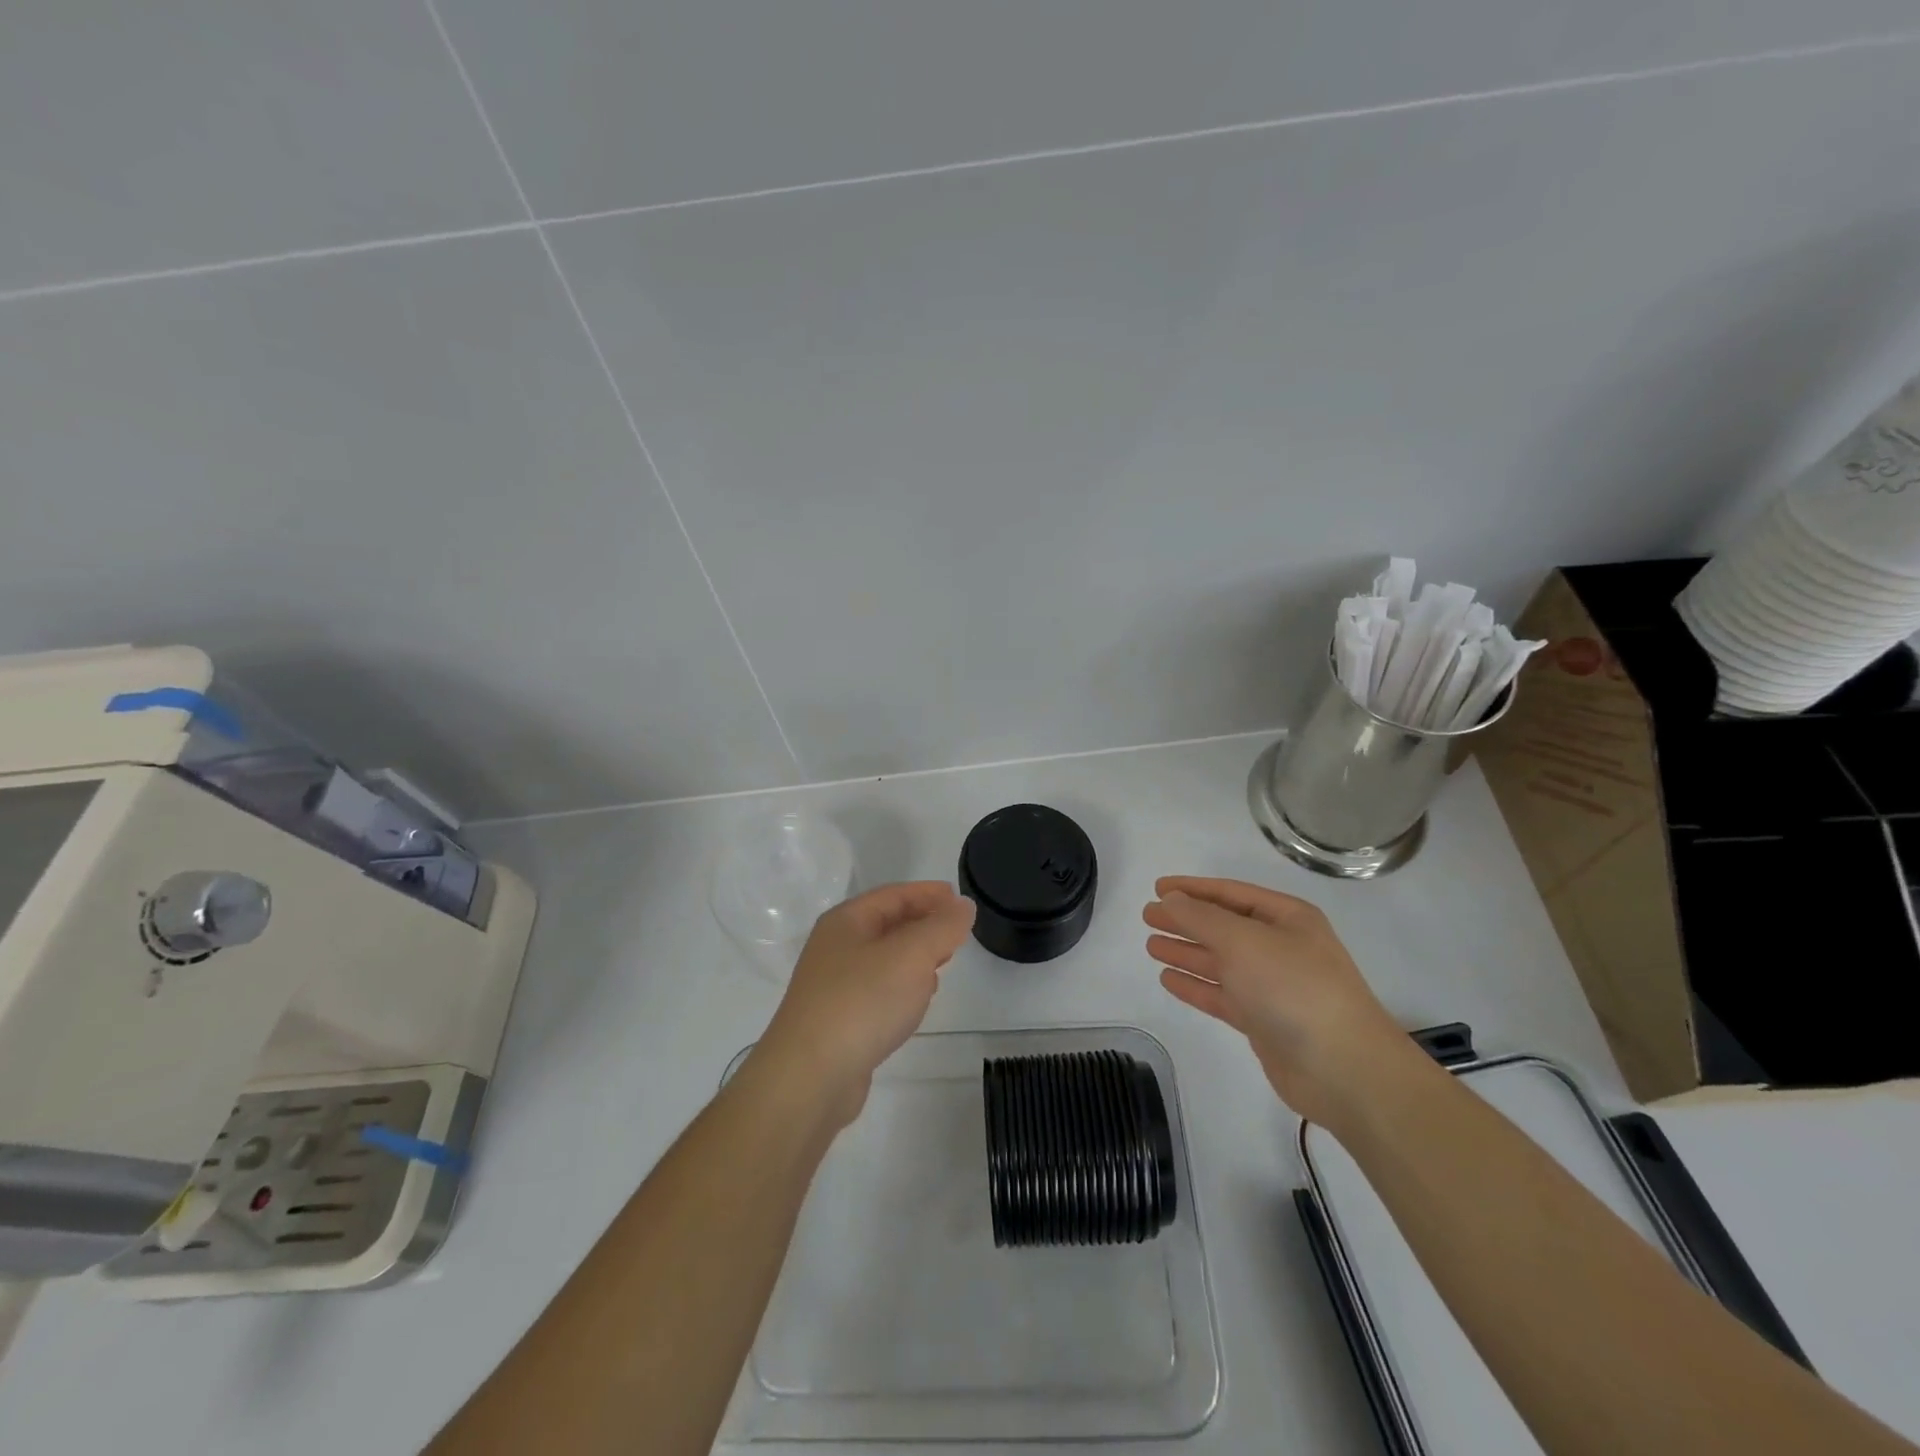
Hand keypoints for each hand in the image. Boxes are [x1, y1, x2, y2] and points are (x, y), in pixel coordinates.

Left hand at [758, 881, 976, 1127]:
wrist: (809, 1077)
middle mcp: (835, 948)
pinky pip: (878, 990)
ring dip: (914, 957)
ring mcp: (833, 986)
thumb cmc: (862, 1002)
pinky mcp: (838, 1021)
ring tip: (943, 963)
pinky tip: (917, 1001)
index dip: (928, 894)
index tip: (959, 899)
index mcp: (846, 922)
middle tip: (957, 932)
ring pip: (883, 959)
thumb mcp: (912, 955)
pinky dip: (902, 986)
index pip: (893, 895)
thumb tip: (963, 906)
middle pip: (887, 924)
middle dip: (923, 924)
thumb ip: (942, 927)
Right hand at [1143, 876, 1415, 1128]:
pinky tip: (1168, 979)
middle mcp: (1281, 947)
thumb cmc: (1293, 987)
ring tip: (1151, 945)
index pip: (1230, 894)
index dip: (1192, 889)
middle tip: (1148, 917)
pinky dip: (1196, 986)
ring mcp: (1273, 986)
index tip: (1157, 888)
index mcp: (1286, 918)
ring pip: (1221, 962)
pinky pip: (1223, 995)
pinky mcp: (1265, 1021)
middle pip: (1223, 927)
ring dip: (1187, 952)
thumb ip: (1201, 918)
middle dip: (1186, 920)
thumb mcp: (1243, 941)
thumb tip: (1171, 899)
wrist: (1343, 1068)